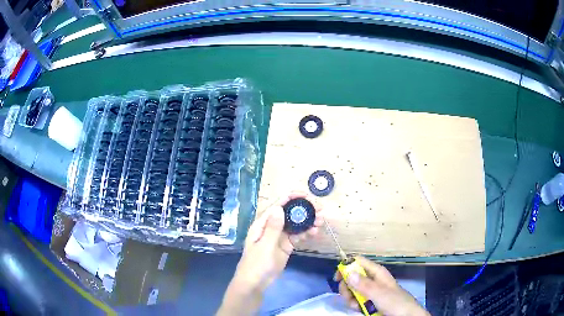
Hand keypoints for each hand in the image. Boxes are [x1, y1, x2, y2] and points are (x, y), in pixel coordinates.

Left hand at [217, 193, 322, 315]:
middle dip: (303, 210)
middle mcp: (271, 228)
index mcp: (262, 224)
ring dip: (307, 222)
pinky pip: (297, 236)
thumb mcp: (264, 246)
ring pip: (295, 225)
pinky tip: (314, 232)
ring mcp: (279, 237)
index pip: (276, 205)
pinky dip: (305, 233)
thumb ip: (273, 228)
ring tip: (321, 221)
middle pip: (288, 214)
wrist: (255, 284)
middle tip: (320, 209)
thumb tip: (280, 207)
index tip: (306, 195)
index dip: (290, 198)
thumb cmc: (256, 264)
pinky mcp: (285, 246)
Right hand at [335, 256, 428, 315]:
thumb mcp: (379, 293)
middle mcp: (372, 279)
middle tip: (349, 297)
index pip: (358, 262)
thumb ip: (363, 284)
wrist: (405, 315)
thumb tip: (348, 272)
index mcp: (376, 272)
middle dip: (347, 287)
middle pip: (351, 277)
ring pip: (352, 290)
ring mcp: (370, 291)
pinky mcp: (369, 301)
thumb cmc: (395, 302)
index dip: (346, 266)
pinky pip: (356, 300)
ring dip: (350, 298)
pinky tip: (359, 309)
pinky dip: (354, 305)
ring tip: (356, 306)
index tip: (337, 278)